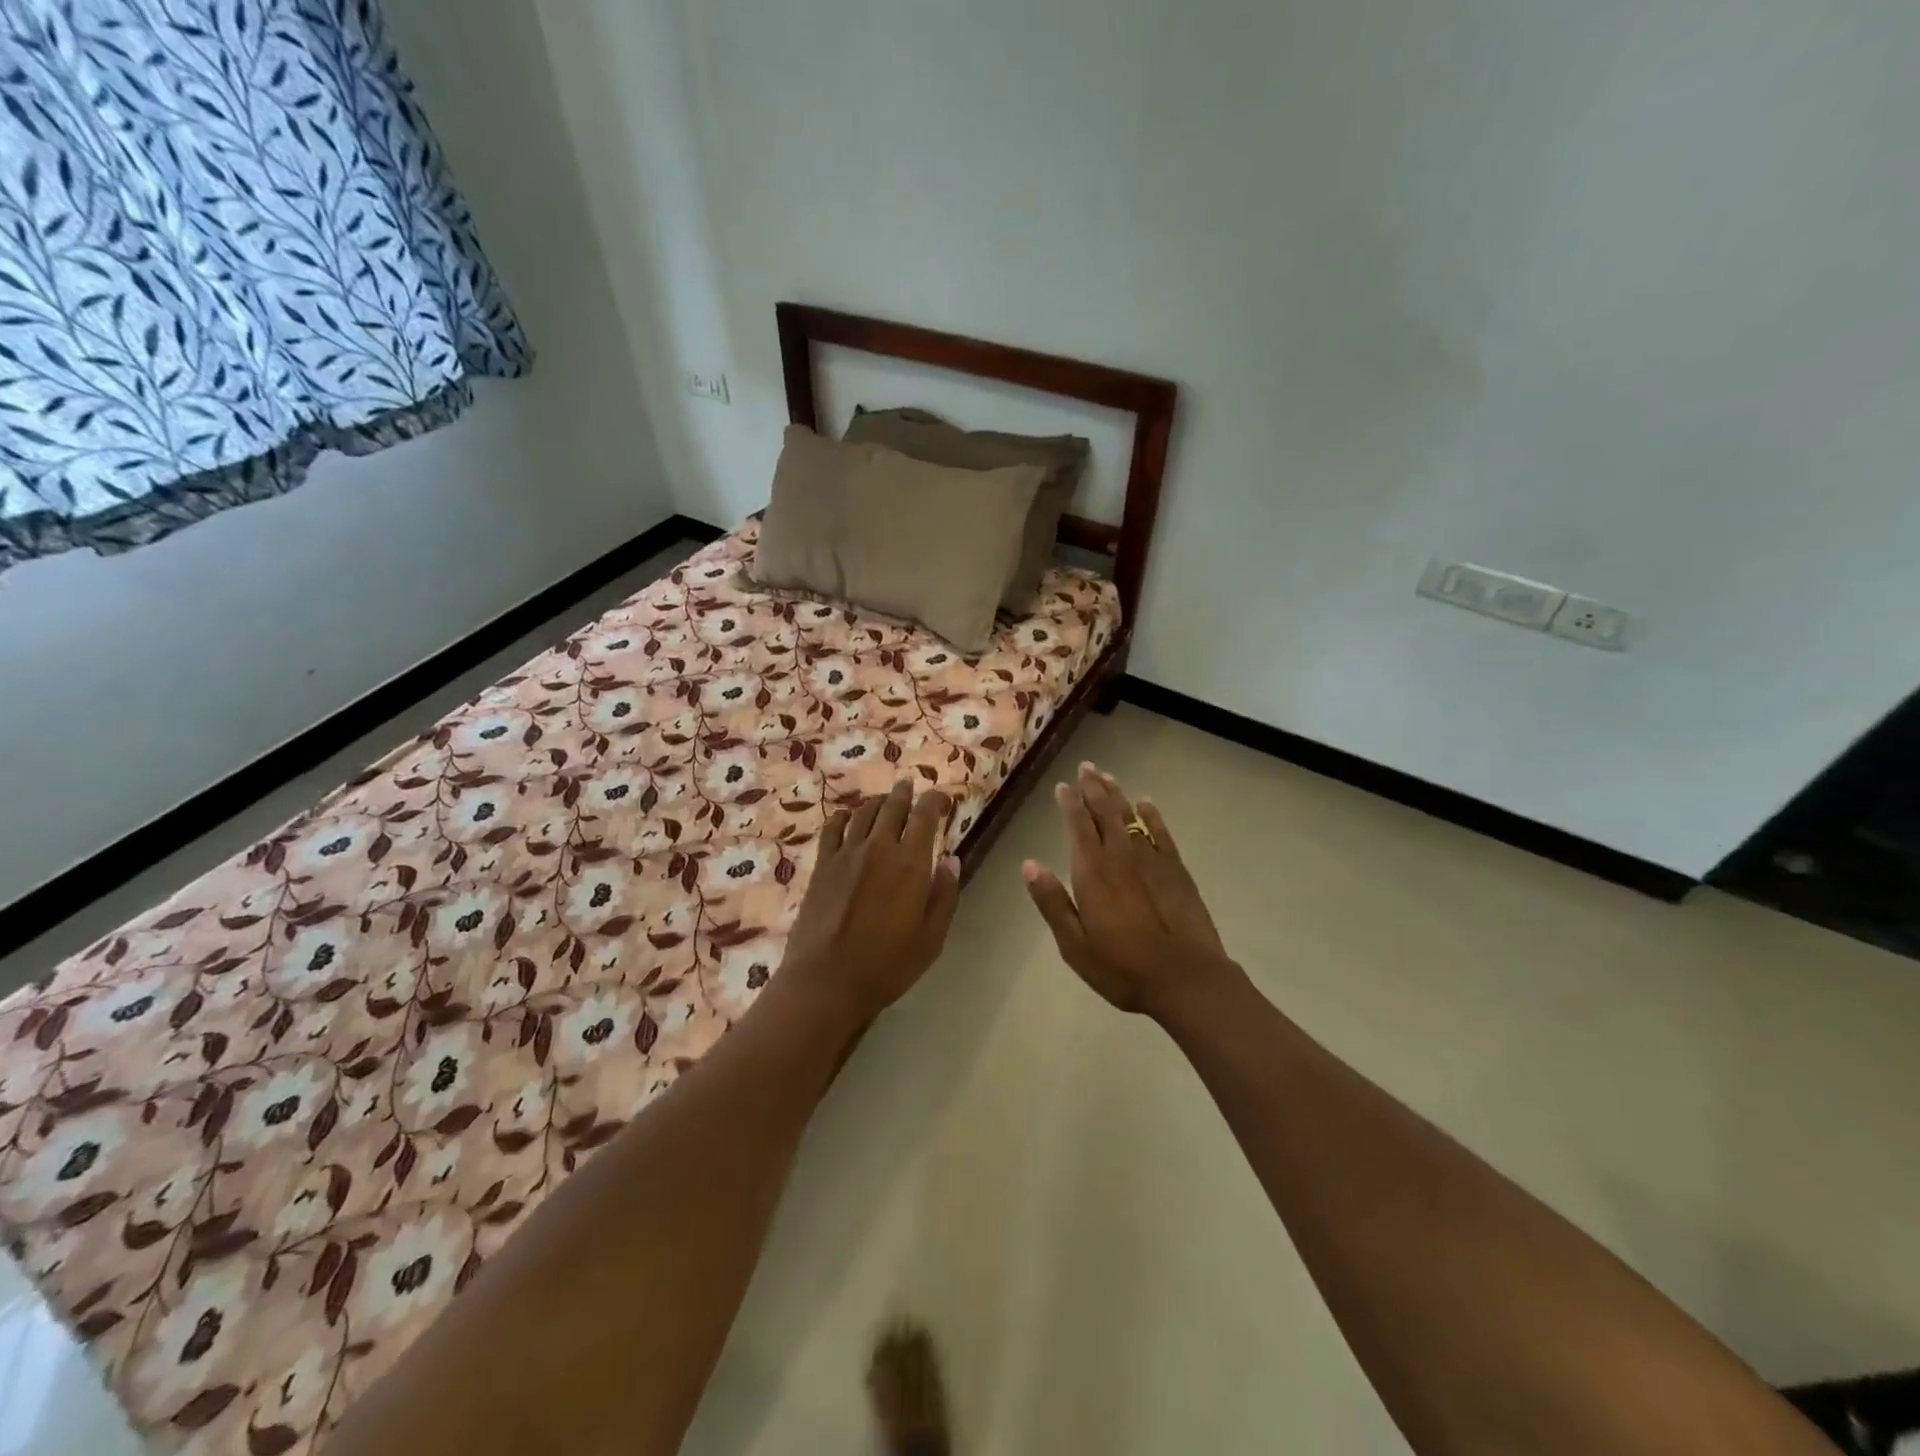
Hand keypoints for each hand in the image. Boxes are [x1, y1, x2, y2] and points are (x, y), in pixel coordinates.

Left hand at [778, 779, 962, 1026]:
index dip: (935, 800)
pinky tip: (848, 817)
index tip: (942, 798)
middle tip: (911, 787)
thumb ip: (944, 895)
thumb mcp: (931, 938)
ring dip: (878, 802)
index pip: (925, 815)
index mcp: (910, 863)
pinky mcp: (822, 865)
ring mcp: (846, 854)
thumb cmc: (887, 964)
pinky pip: (832, 828)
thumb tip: (951, 860)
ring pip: (863, 812)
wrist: (826, 980)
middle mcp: (878, 848)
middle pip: (893, 806)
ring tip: (885, 801)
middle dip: (905, 793)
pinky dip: (843, 816)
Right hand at [1024, 762, 1236, 1019]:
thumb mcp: (1074, 944)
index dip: (1070, 803)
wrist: (1185, 978)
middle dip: (1093, 788)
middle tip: (1086, 767)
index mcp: (1092, 872)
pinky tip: (1146, 803)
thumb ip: (1052, 902)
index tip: (1063, 786)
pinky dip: (1152, 815)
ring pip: (1131, 816)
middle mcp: (1120, 856)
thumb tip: (1028, 864)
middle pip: (1105, 812)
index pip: (1078, 826)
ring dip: (1117, 795)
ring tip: (1107, 776)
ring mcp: (1152, 859)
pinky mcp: (1177, 869)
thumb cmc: (1122, 967)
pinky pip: (1161, 832)